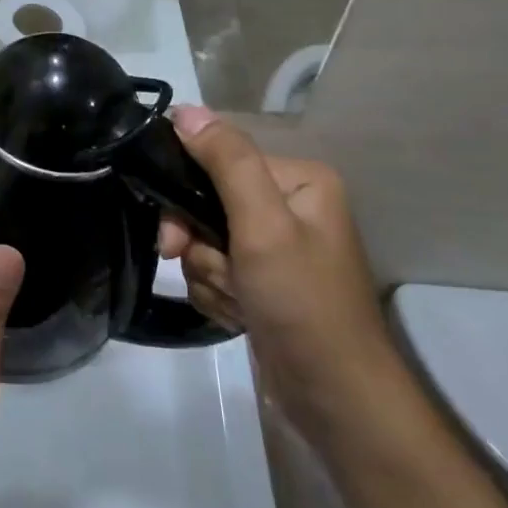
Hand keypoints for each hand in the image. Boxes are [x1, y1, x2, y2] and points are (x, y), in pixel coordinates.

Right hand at [158, 108, 399, 441]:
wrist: (334, 398)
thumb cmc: (303, 303)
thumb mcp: (263, 226)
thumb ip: (226, 162)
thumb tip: (185, 110)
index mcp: (297, 180)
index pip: (217, 161)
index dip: (186, 198)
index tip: (174, 238)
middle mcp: (286, 206)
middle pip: (205, 203)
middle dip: (200, 247)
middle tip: (215, 275)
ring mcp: (273, 247)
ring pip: (203, 242)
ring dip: (208, 276)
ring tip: (239, 304)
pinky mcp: (261, 281)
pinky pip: (213, 270)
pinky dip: (216, 295)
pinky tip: (239, 317)